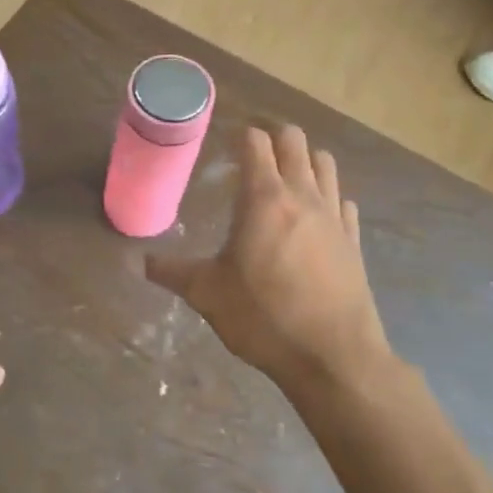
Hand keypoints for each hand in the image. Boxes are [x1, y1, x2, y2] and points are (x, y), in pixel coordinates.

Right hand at [146, 126, 393, 393]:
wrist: (332, 357)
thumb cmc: (263, 317)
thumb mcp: (206, 294)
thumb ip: (171, 272)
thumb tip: (138, 261)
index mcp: (264, 199)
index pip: (256, 143)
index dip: (240, 136)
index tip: (225, 141)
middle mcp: (303, 196)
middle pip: (295, 142)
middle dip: (274, 138)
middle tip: (252, 154)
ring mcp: (334, 216)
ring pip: (325, 164)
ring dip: (305, 161)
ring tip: (284, 177)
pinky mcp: (354, 241)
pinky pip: (344, 201)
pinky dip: (329, 196)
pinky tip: (316, 215)